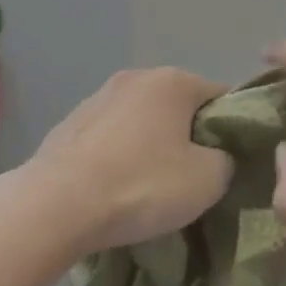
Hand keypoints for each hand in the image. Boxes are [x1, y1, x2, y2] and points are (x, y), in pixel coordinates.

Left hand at [32, 68, 232, 252]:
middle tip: (191, 178)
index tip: (228, 162)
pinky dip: (118, 157)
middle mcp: (136, 78)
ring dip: (150, 147)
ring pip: (141, 122)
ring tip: (148, 189)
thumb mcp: (209, 180)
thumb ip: (226, 160)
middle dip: (188, 137)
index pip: (220, 96)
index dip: (231, 129)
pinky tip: (114, 190)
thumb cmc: (142, 185)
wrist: (55, 207)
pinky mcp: (68, 126)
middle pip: (179, 107)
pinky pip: (109, 139)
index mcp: (173, 81)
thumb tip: (218, 158)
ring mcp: (97, 99)